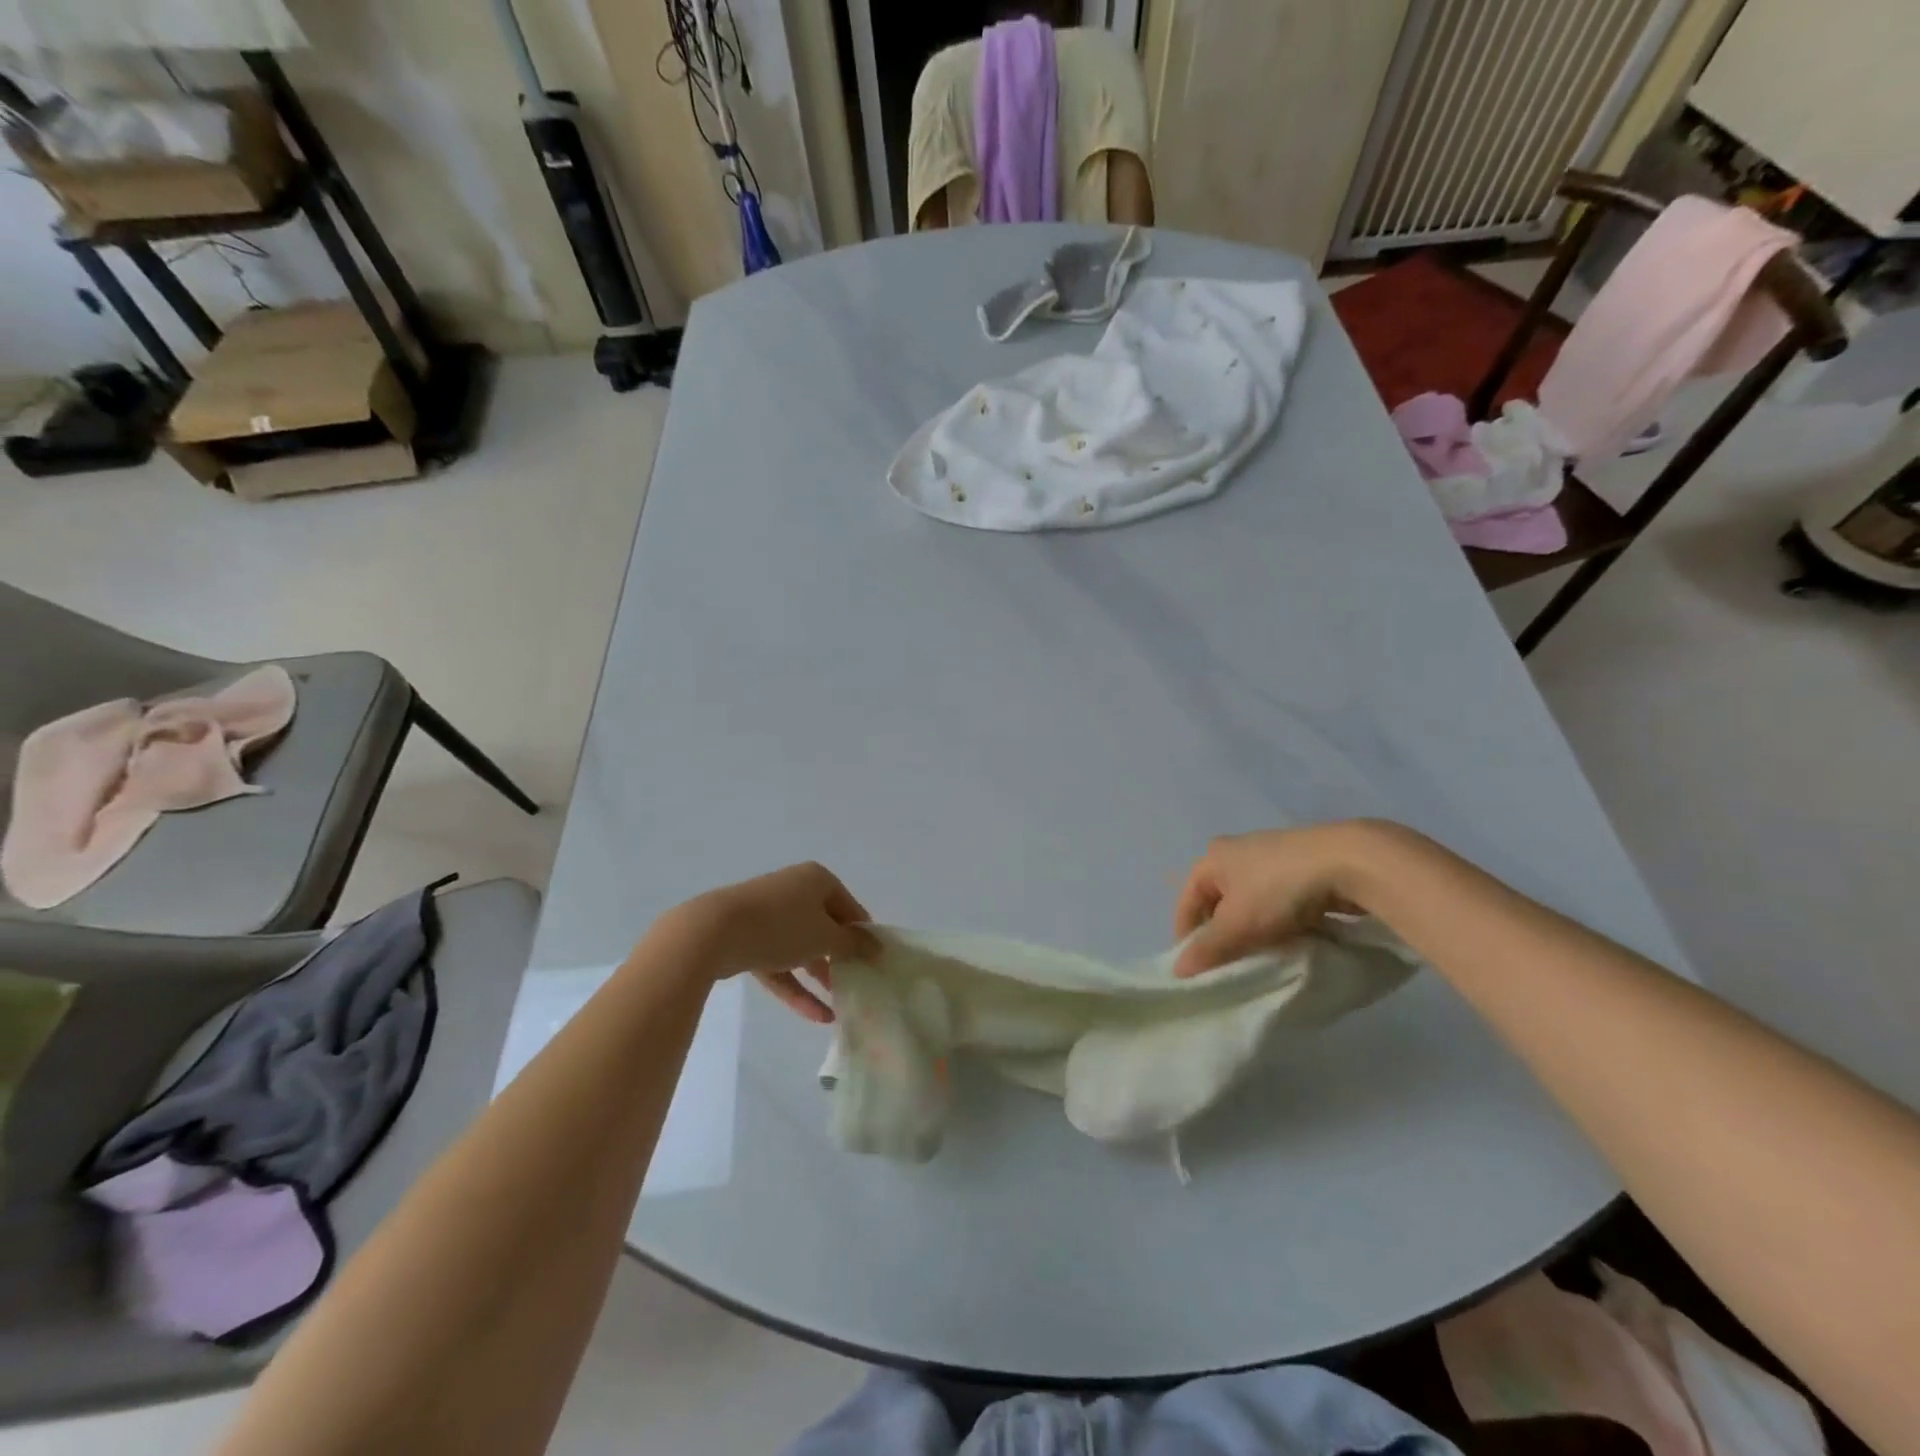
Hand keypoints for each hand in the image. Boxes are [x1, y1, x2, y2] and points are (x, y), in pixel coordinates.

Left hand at [664, 862, 878, 1023]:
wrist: (713, 932)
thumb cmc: (781, 926)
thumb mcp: (825, 936)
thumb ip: (853, 943)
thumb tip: (877, 945)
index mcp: (816, 880)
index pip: (850, 908)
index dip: (863, 936)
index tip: (874, 964)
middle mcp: (793, 891)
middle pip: (825, 927)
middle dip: (840, 958)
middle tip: (858, 983)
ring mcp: (768, 915)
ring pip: (801, 947)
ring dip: (820, 975)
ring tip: (840, 1005)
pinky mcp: (748, 940)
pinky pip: (779, 964)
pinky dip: (796, 987)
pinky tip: (816, 1016)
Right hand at [1172, 822, 1391, 978]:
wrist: (1350, 862)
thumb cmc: (1279, 889)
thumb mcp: (1238, 924)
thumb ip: (1208, 949)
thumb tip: (1179, 971)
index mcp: (1213, 857)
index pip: (1187, 901)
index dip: (1187, 936)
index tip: (1198, 969)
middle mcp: (1237, 851)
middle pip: (1219, 902)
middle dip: (1223, 934)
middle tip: (1232, 965)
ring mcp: (1272, 856)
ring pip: (1250, 902)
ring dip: (1252, 930)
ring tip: (1263, 956)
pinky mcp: (1303, 865)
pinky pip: (1279, 900)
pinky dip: (1279, 921)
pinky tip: (1291, 939)